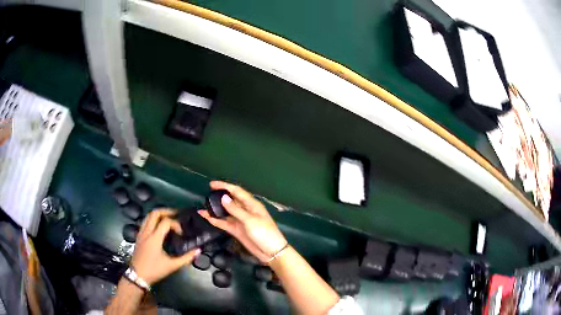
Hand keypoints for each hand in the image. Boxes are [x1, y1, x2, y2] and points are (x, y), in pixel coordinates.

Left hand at [131, 209, 200, 284]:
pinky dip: (153, 219)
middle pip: (155, 213)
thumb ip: (186, 258)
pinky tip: (159, 227)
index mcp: (154, 238)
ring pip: (148, 216)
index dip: (176, 224)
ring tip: (169, 218)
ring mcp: (141, 233)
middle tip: (176, 215)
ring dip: (159, 214)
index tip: (182, 233)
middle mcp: (147, 232)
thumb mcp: (172, 266)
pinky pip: (145, 222)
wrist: (137, 275)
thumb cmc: (154, 270)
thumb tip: (198, 250)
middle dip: (166, 211)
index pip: (166, 222)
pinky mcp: (139, 236)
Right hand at [199, 181, 287, 262]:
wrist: (271, 252)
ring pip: (225, 212)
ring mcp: (240, 220)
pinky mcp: (236, 230)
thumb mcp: (250, 220)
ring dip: (215, 209)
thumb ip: (235, 210)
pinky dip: (215, 220)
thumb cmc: (265, 233)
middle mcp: (244, 210)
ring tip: (203, 205)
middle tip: (206, 195)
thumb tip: (223, 198)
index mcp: (251, 204)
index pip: (236, 191)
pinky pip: (223, 223)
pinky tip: (206, 217)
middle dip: (219, 197)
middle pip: (230, 200)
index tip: (211, 184)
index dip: (224, 186)